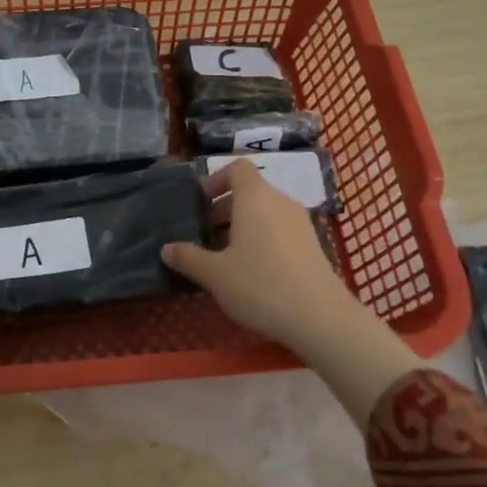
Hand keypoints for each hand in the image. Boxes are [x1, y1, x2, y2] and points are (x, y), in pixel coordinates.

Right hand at [160, 158, 361, 351]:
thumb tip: (166, 249)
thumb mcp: (215, 274)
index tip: (201, 204)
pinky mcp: (313, 245)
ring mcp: (301, 223)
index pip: (237, 168)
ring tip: (226, 255)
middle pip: (250, 190)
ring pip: (266, 211)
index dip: (216, 180)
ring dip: (243, 224)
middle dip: (225, 207)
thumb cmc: (260, 285)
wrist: (321, 318)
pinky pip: (280, 228)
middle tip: (206, 234)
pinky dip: (263, 238)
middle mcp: (280, 201)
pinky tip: (253, 271)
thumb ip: (188, 258)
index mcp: (255, 197)